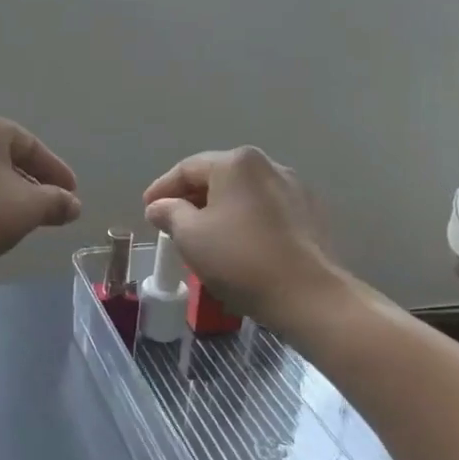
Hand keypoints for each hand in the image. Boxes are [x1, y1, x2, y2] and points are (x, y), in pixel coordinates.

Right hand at [142, 148, 340, 328]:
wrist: (310, 296)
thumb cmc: (241, 260)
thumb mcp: (190, 236)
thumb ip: (169, 213)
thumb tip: (160, 206)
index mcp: (236, 163)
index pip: (187, 169)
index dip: (162, 189)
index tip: (147, 210)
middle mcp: (268, 165)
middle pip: (217, 177)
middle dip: (191, 199)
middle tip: (170, 223)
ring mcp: (294, 188)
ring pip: (243, 194)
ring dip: (218, 210)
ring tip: (202, 236)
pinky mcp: (311, 214)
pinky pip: (265, 210)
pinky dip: (244, 221)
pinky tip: (237, 244)